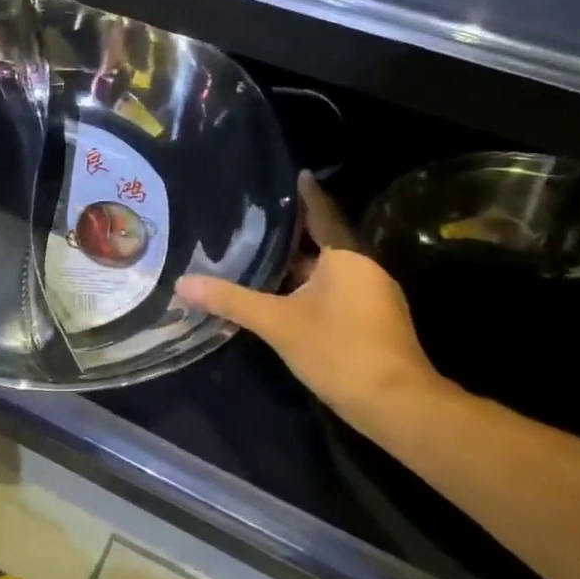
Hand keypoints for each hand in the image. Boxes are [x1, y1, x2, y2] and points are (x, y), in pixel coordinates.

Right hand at [176, 172, 442, 426]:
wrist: (397, 404)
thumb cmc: (337, 350)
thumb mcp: (277, 323)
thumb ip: (231, 300)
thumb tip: (182, 283)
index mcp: (346, 257)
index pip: (323, 214)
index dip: (308, 195)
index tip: (297, 174)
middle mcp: (366, 269)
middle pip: (326, 243)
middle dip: (296, 235)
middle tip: (261, 222)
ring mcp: (376, 297)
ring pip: (332, 271)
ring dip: (303, 266)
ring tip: (267, 259)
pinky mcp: (377, 322)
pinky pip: (340, 292)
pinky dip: (315, 289)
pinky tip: (289, 300)